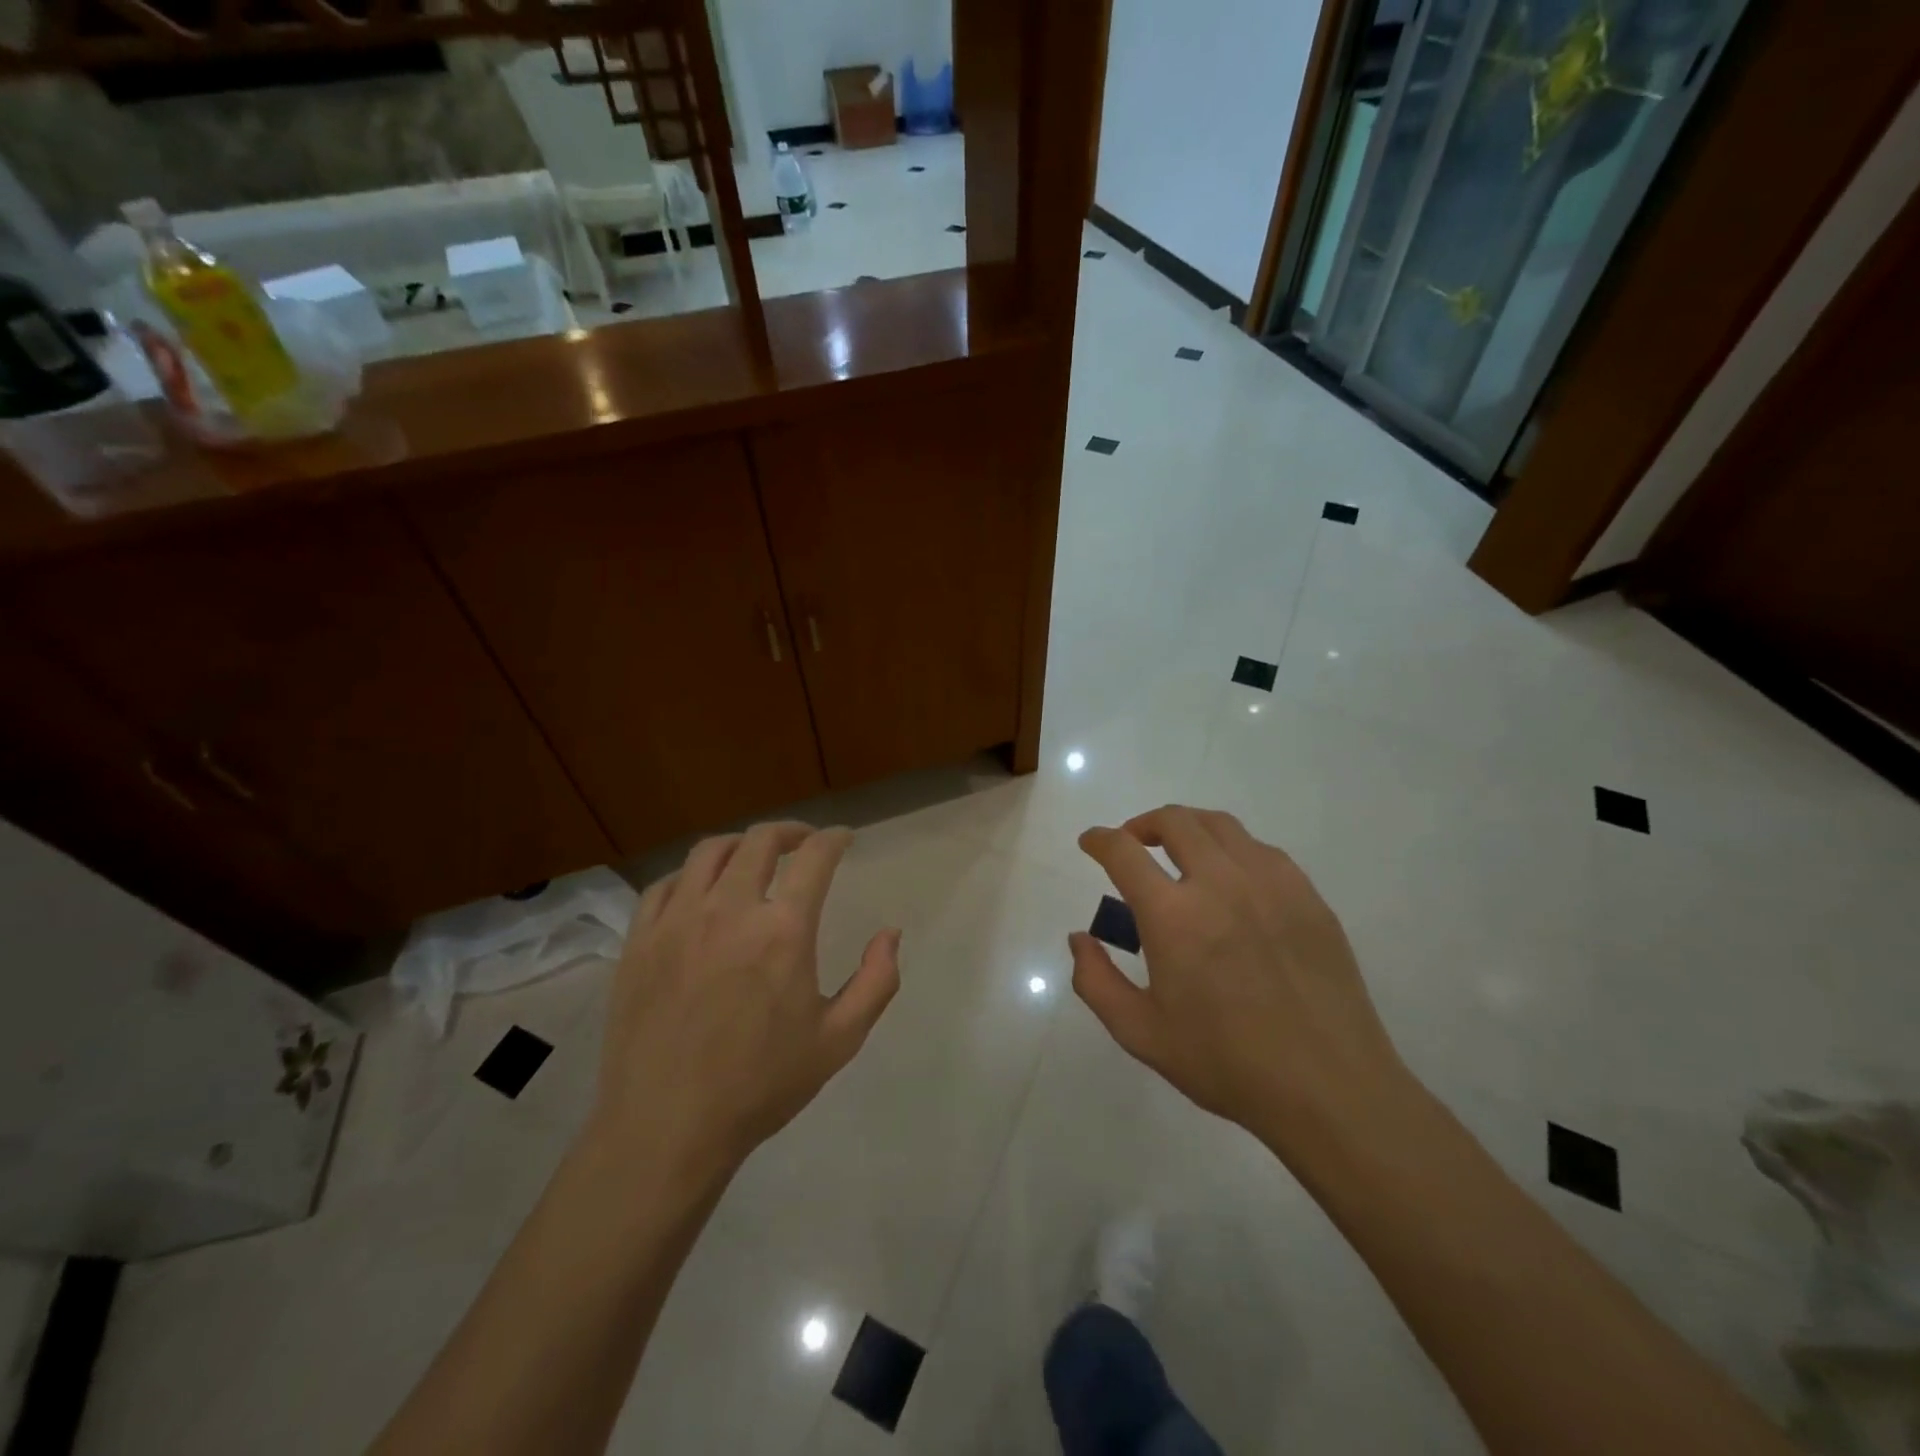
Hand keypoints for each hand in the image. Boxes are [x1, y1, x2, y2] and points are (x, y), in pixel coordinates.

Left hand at [591, 822, 900, 1174]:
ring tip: (753, 857)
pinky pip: (665, 885)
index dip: (834, 839)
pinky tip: (700, 892)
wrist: (667, 1128)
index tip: (843, 838)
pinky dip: (691, 875)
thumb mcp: (839, 1040)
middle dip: (790, 832)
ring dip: (740, 844)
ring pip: (709, 852)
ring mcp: (677, 921)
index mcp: (783, 930)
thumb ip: (876, 981)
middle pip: (760, 840)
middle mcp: (729, 909)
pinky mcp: (640, 940)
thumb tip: (890, 933)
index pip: (815, 857)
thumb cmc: (760, 1085)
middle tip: (804, 842)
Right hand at [1068, 805, 1411, 1150]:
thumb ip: (1096, 981)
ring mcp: (1271, 884)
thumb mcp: (1140, 1033)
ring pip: (1220, 825)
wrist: (1329, 1088)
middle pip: (1174, 821)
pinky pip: (1261, 850)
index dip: (1100, 839)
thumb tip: (1080, 938)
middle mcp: (1220, 883)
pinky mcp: (1308, 895)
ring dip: (1188, 828)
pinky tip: (1231, 879)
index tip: (1091, 843)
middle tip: (1133, 844)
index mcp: (1173, 915)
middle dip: (1142, 824)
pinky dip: (1232, 849)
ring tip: (1179, 851)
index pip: (1124, 851)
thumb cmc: (1226, 1063)